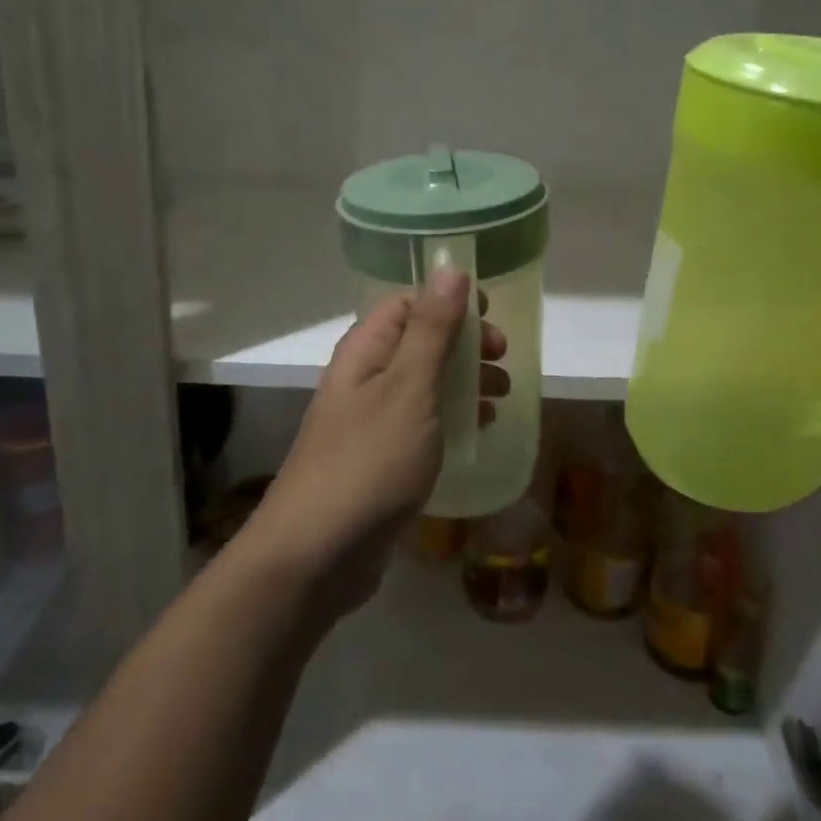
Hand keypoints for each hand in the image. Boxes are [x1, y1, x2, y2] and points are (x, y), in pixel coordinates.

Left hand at [245, 267, 508, 619]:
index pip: (406, 303)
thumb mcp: (408, 388)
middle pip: (418, 342)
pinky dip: (452, 418)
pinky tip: (479, 431)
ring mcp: (369, 422)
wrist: (317, 552)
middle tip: (503, 361)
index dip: (448, 302)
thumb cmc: (369, 461)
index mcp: (365, 351)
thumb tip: (449, 267)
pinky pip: (422, 424)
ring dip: (463, 382)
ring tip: (502, 395)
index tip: (491, 316)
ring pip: (423, 384)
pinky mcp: (379, 460)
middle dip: (464, 345)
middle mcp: (364, 378)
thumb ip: (431, 330)